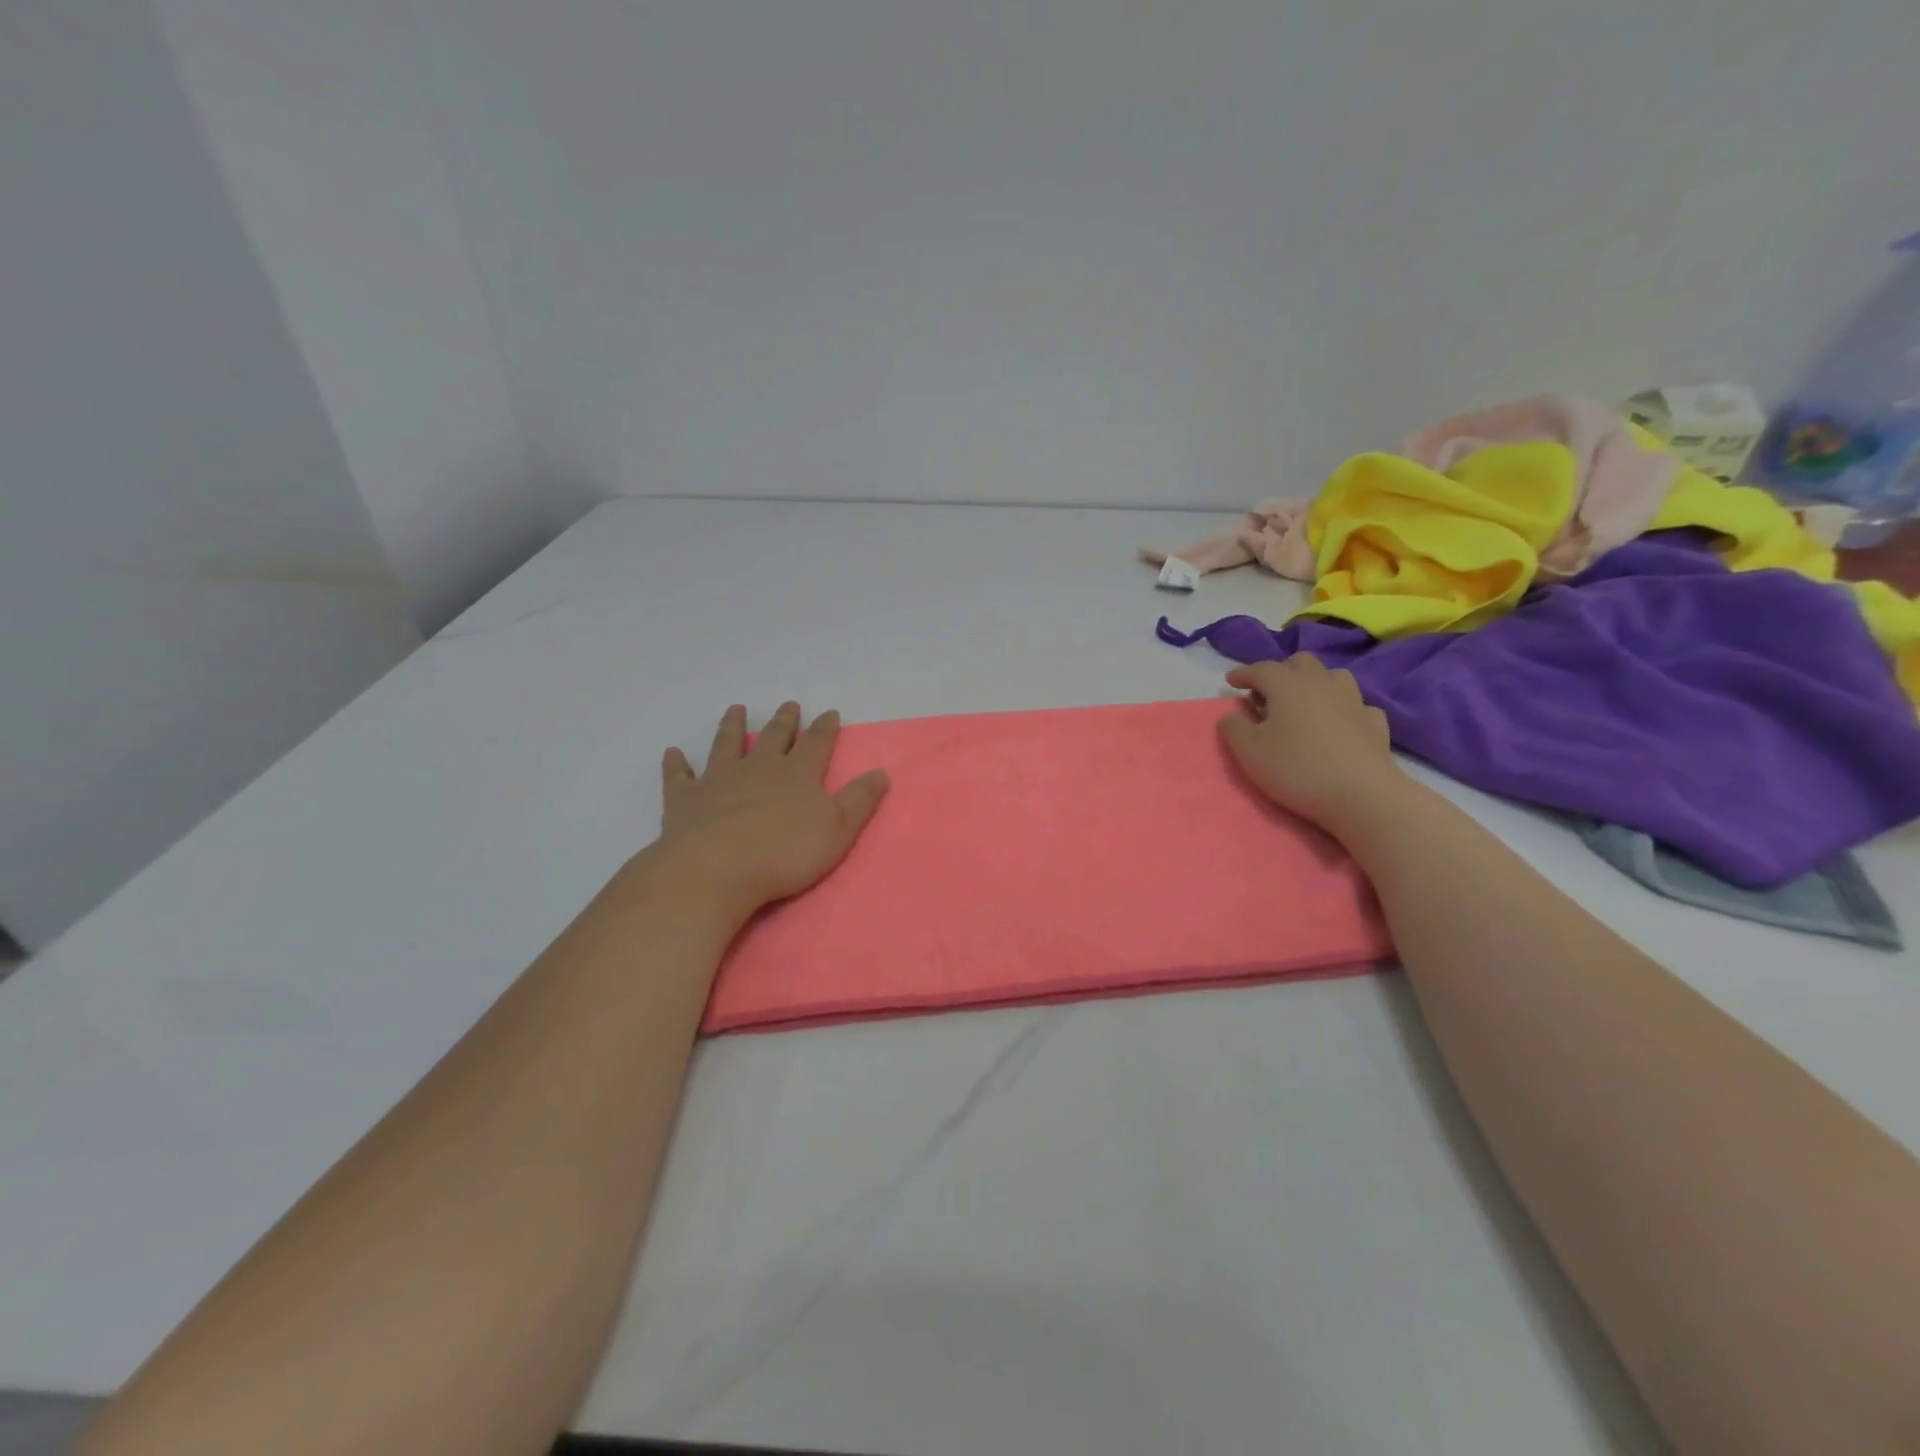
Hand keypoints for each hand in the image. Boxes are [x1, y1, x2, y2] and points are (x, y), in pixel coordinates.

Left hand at [653, 701, 889, 915]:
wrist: (716, 869)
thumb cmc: (784, 853)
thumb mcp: (837, 829)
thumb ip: (859, 800)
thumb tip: (882, 772)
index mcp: (797, 774)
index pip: (816, 743)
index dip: (825, 728)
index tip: (829, 712)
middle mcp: (758, 767)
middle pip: (774, 737)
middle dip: (784, 721)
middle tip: (789, 705)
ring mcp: (719, 779)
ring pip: (727, 744)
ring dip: (732, 726)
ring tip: (736, 709)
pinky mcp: (685, 799)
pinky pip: (680, 776)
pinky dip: (677, 763)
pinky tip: (674, 753)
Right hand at [1218, 657, 1400, 832]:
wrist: (1361, 795)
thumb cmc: (1297, 768)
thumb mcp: (1249, 751)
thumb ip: (1234, 728)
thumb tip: (1231, 714)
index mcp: (1287, 685)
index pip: (1261, 669)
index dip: (1243, 673)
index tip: (1230, 680)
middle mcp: (1321, 684)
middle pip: (1300, 663)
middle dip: (1281, 672)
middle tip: (1267, 692)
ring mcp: (1353, 701)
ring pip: (1333, 676)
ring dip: (1315, 683)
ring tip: (1304, 703)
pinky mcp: (1375, 723)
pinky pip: (1357, 705)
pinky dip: (1343, 709)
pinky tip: (1339, 723)